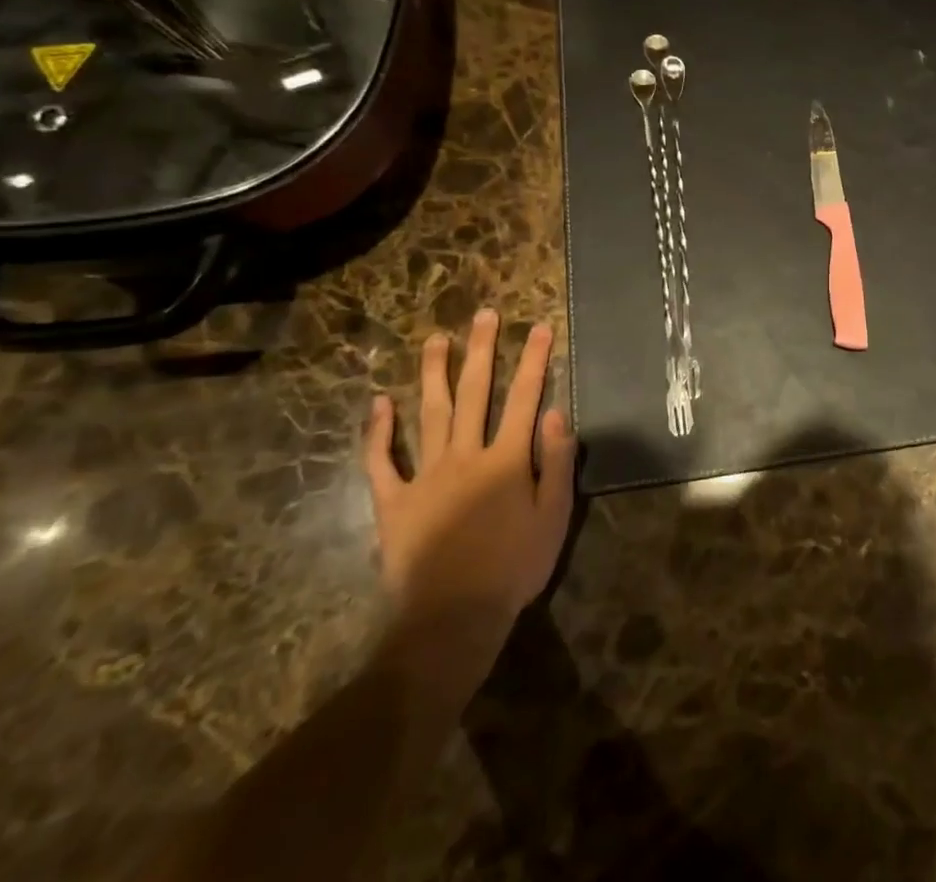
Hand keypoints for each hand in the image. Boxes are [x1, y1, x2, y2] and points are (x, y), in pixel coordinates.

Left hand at [362, 309, 576, 704]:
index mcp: (506, 459)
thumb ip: (557, 462)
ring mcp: (425, 476)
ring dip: (433, 374)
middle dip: (481, 351)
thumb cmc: (514, 568)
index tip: (539, 327)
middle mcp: (466, 455)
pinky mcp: (394, 502)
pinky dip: (378, 433)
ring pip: (429, 414)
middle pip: (475, 393)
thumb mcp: (554, 517)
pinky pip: (382, 462)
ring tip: (435, 339)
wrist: (452, 619)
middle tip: (483, 315)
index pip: (524, 398)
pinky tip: (379, 403)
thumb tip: (555, 412)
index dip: (534, 360)